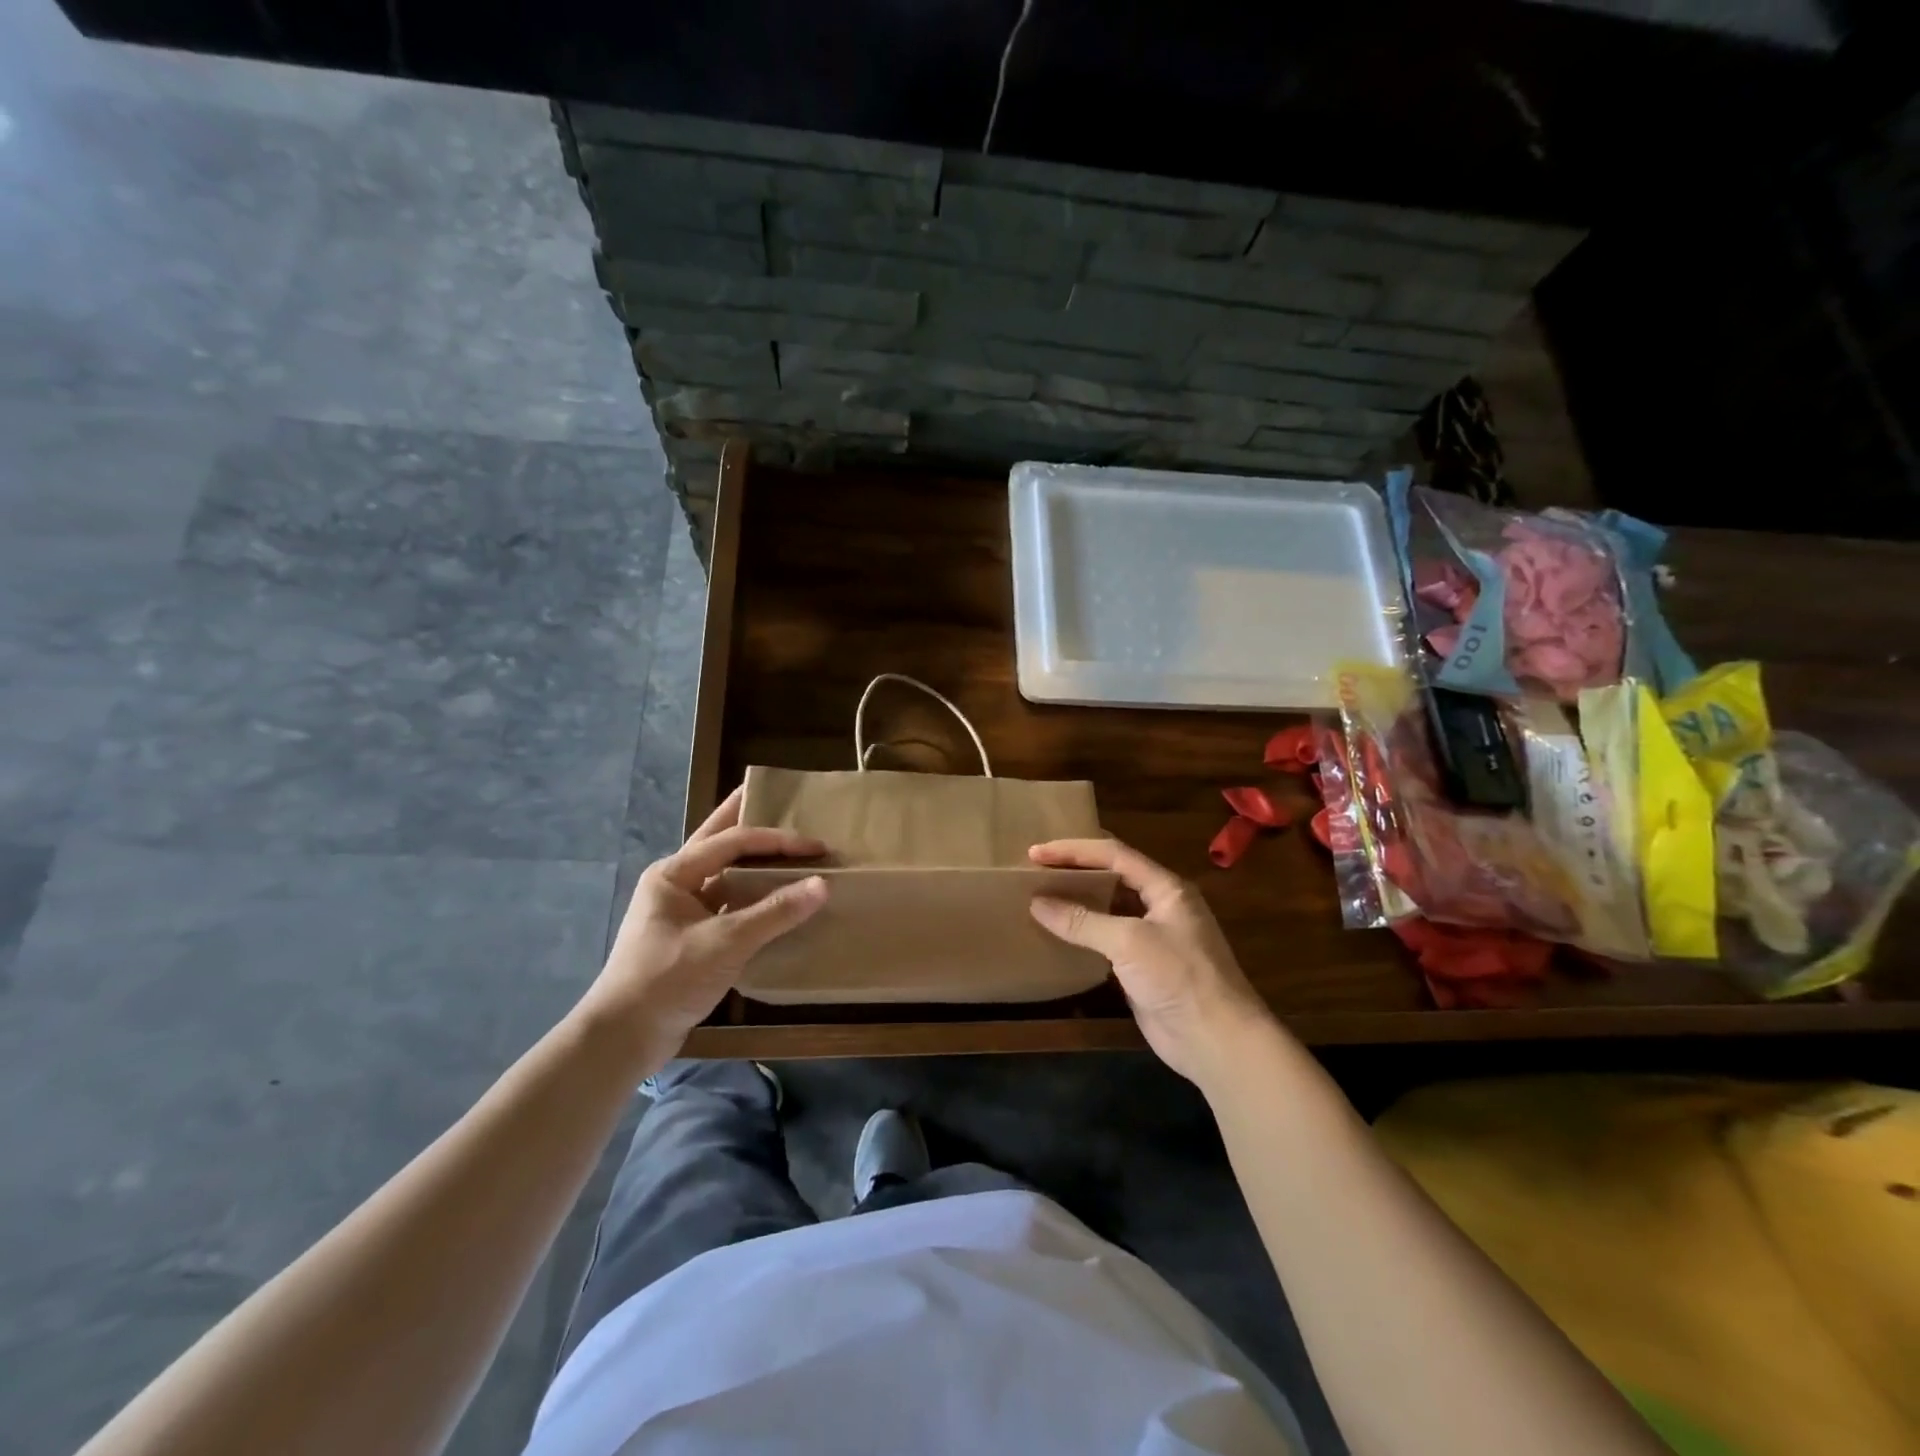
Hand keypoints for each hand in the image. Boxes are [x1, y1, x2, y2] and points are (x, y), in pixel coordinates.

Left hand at [581, 787, 827, 1068]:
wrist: (623, 1038)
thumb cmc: (668, 978)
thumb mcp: (725, 942)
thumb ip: (775, 912)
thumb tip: (823, 884)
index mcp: (674, 873)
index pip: (733, 841)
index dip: (778, 840)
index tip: (817, 846)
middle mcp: (676, 884)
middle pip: (718, 842)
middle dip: (743, 817)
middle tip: (771, 794)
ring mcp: (682, 912)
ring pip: (724, 874)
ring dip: (753, 861)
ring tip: (783, 842)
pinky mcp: (692, 938)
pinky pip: (729, 905)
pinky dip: (753, 897)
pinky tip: (775, 897)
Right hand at [1028, 838, 1274, 1085]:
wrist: (1217, 1041)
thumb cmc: (1179, 978)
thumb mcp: (1130, 941)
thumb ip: (1083, 920)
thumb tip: (1037, 903)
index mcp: (1166, 888)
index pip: (1114, 854)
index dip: (1074, 850)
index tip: (1035, 853)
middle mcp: (1160, 905)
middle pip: (1111, 877)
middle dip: (1074, 871)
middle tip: (1034, 871)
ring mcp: (1152, 938)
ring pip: (1107, 909)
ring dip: (1076, 902)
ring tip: (1038, 897)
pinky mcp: (1142, 967)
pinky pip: (1106, 940)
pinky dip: (1081, 934)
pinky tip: (1056, 934)